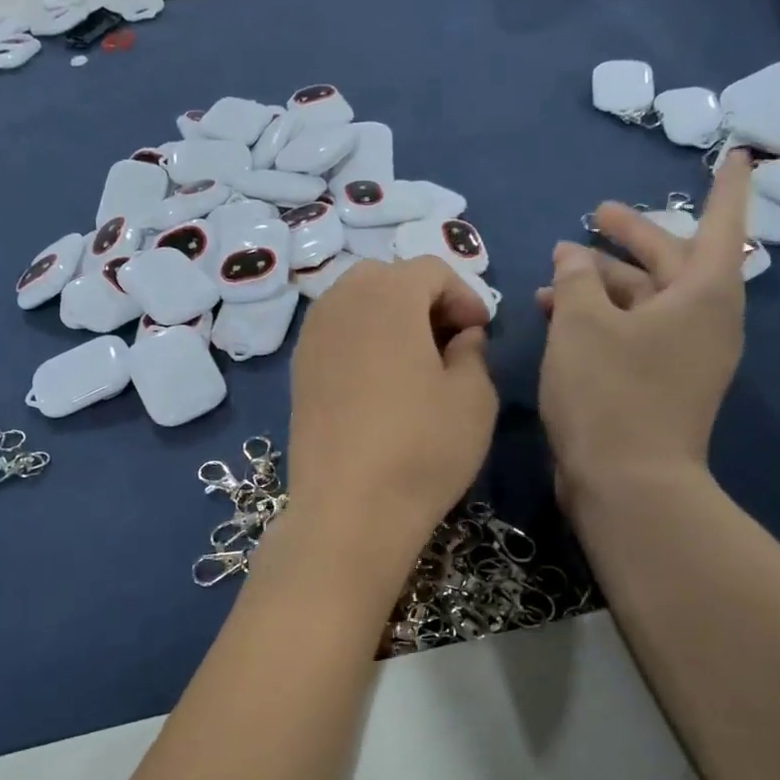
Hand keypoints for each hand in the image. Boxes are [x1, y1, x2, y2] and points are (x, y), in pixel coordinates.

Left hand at [283, 257, 496, 576]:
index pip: (431, 269)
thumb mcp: (474, 397)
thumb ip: (473, 351)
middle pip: (386, 278)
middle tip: (448, 341)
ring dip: (390, 318)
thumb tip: (461, 336)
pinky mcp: (298, 372)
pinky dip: (362, 341)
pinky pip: (335, 334)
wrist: (349, 510)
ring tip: (416, 362)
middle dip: (423, 299)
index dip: (464, 295)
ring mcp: (311, 337)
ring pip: (355, 303)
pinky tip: (381, 383)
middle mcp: (340, 302)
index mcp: (387, 295)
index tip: (481, 332)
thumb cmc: (422, 448)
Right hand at [536, 148, 751, 497]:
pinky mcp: (660, 385)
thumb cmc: (609, 393)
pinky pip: (635, 333)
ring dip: (602, 284)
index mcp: (702, 294)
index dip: (725, 186)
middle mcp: (703, 320)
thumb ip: (576, 279)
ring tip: (554, 274)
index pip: (720, 223)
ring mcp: (684, 356)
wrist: (627, 484)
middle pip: (671, 261)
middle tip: (596, 214)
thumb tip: (574, 256)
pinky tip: (560, 317)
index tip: (734, 153)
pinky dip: (603, 319)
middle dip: (631, 237)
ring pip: (645, 301)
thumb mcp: (580, 324)